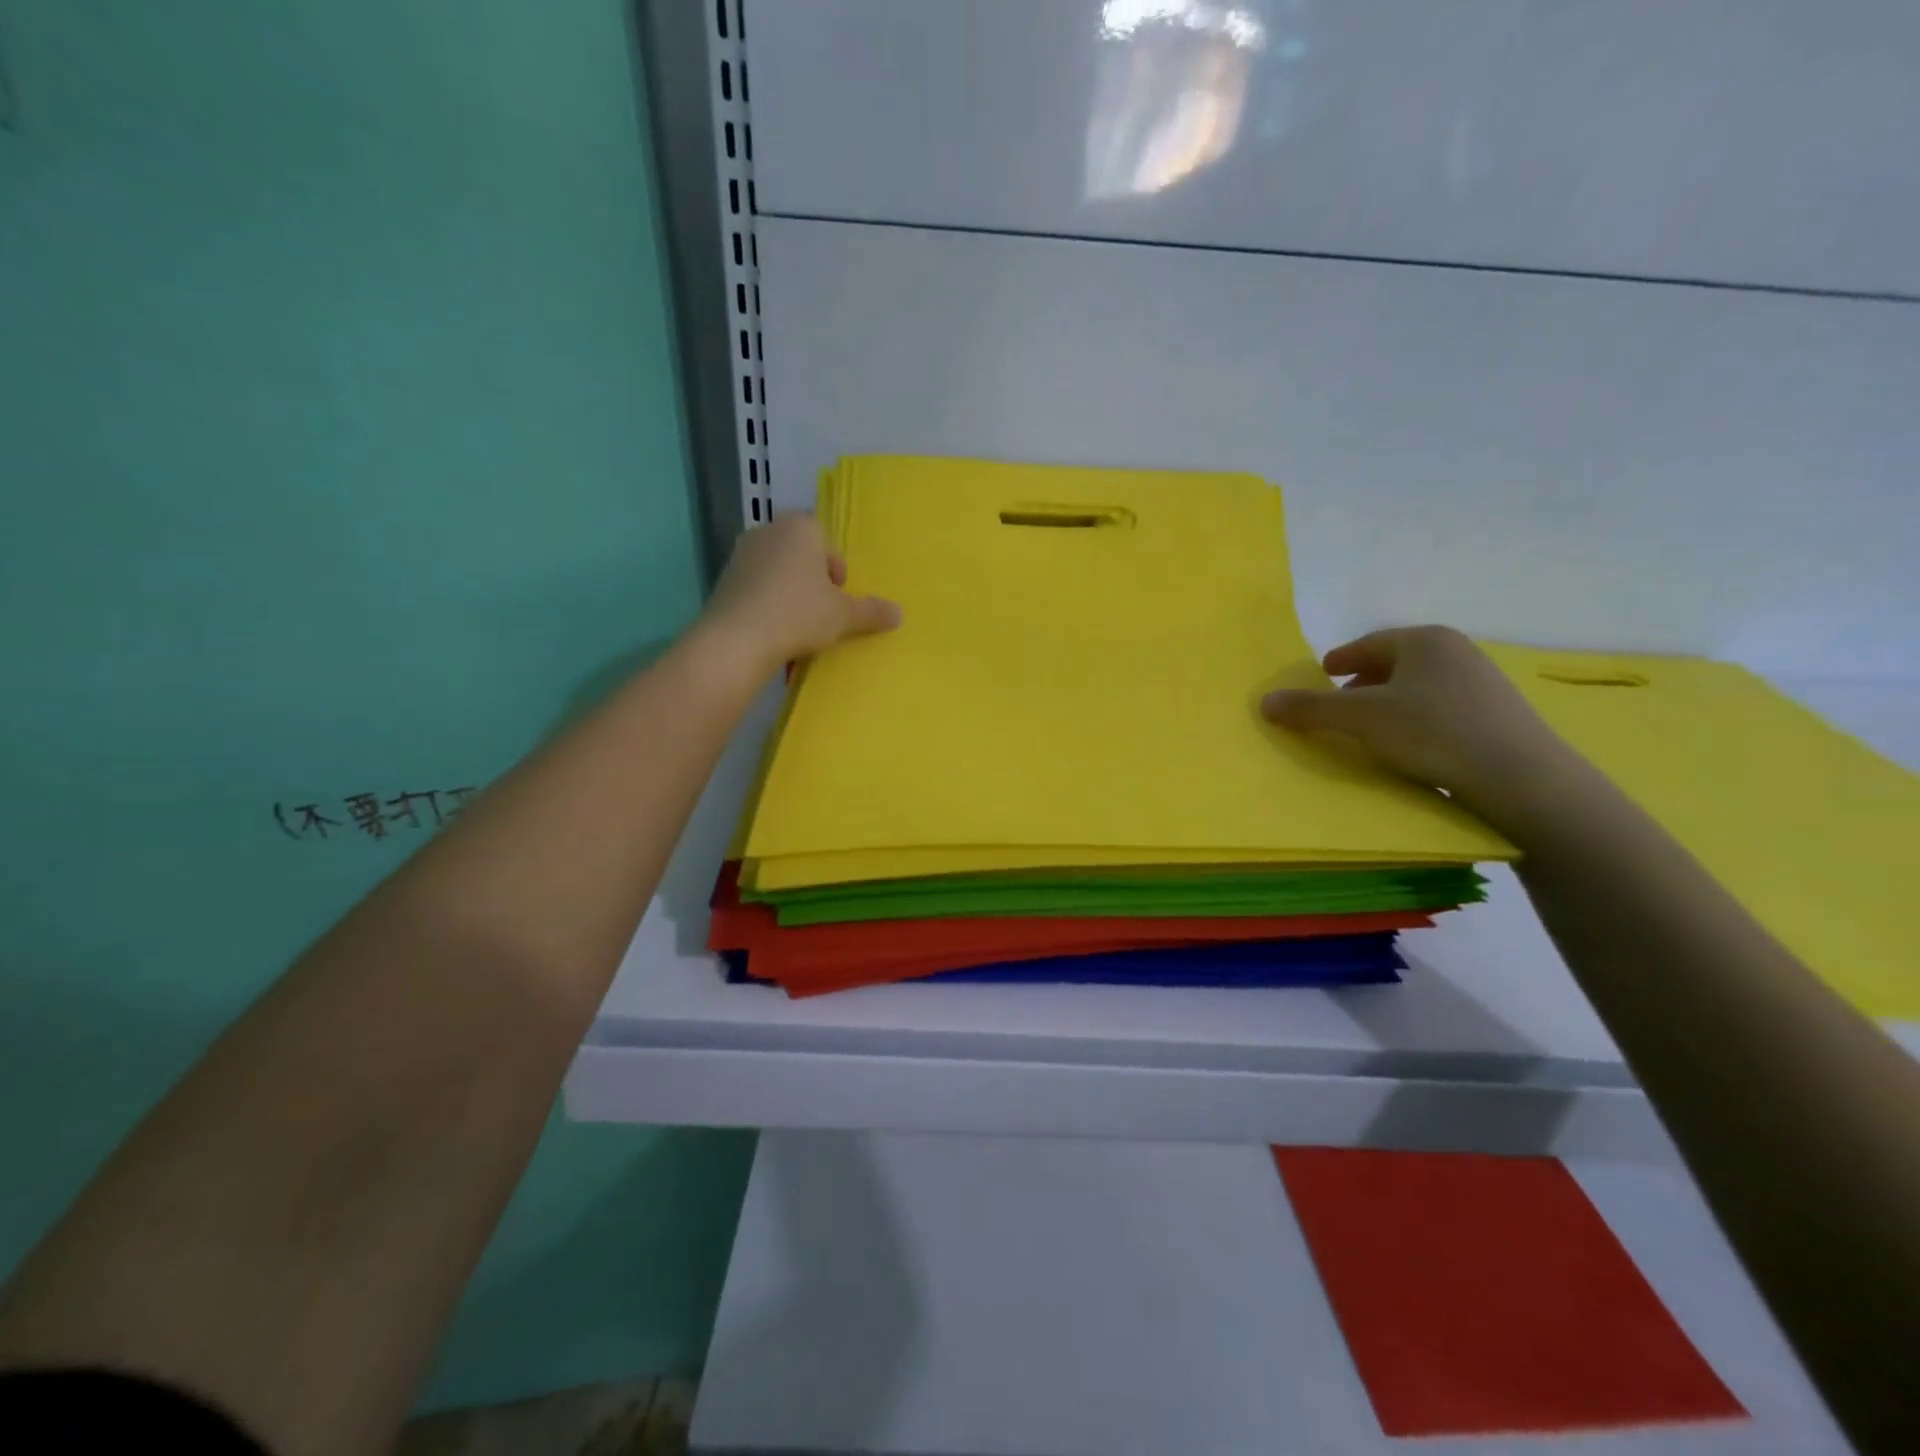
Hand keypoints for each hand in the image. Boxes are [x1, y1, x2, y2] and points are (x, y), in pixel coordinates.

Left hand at [694, 513, 901, 678]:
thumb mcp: (844, 616)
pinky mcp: (723, 578)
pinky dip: (766, 603)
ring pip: (778, 572)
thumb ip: (872, 612)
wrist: (737, 639)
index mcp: (801, 527)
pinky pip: (756, 588)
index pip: (829, 546)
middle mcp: (769, 530)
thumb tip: (899, 614)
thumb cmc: (799, 614)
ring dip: (789, 593)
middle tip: (819, 614)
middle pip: (802, 557)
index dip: (837, 576)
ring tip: (796, 626)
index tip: (836, 601)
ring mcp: (742, 553)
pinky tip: (771, 630)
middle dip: (813, 582)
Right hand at [1260, 626, 1572, 819]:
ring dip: (1389, 704)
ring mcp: (1483, 684)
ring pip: (1419, 688)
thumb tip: (1264, 701)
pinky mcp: (1499, 716)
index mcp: (1425, 640)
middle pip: (1395, 664)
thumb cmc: (1432, 732)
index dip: (1341, 659)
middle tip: (1340, 705)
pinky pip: (1441, 710)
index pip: (1369, 643)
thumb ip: (1311, 708)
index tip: (1322, 673)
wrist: (1520, 778)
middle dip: (1363, 683)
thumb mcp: (1360, 718)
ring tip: (1370, 731)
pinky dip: (1416, 721)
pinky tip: (1409, 747)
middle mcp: (1457, 652)